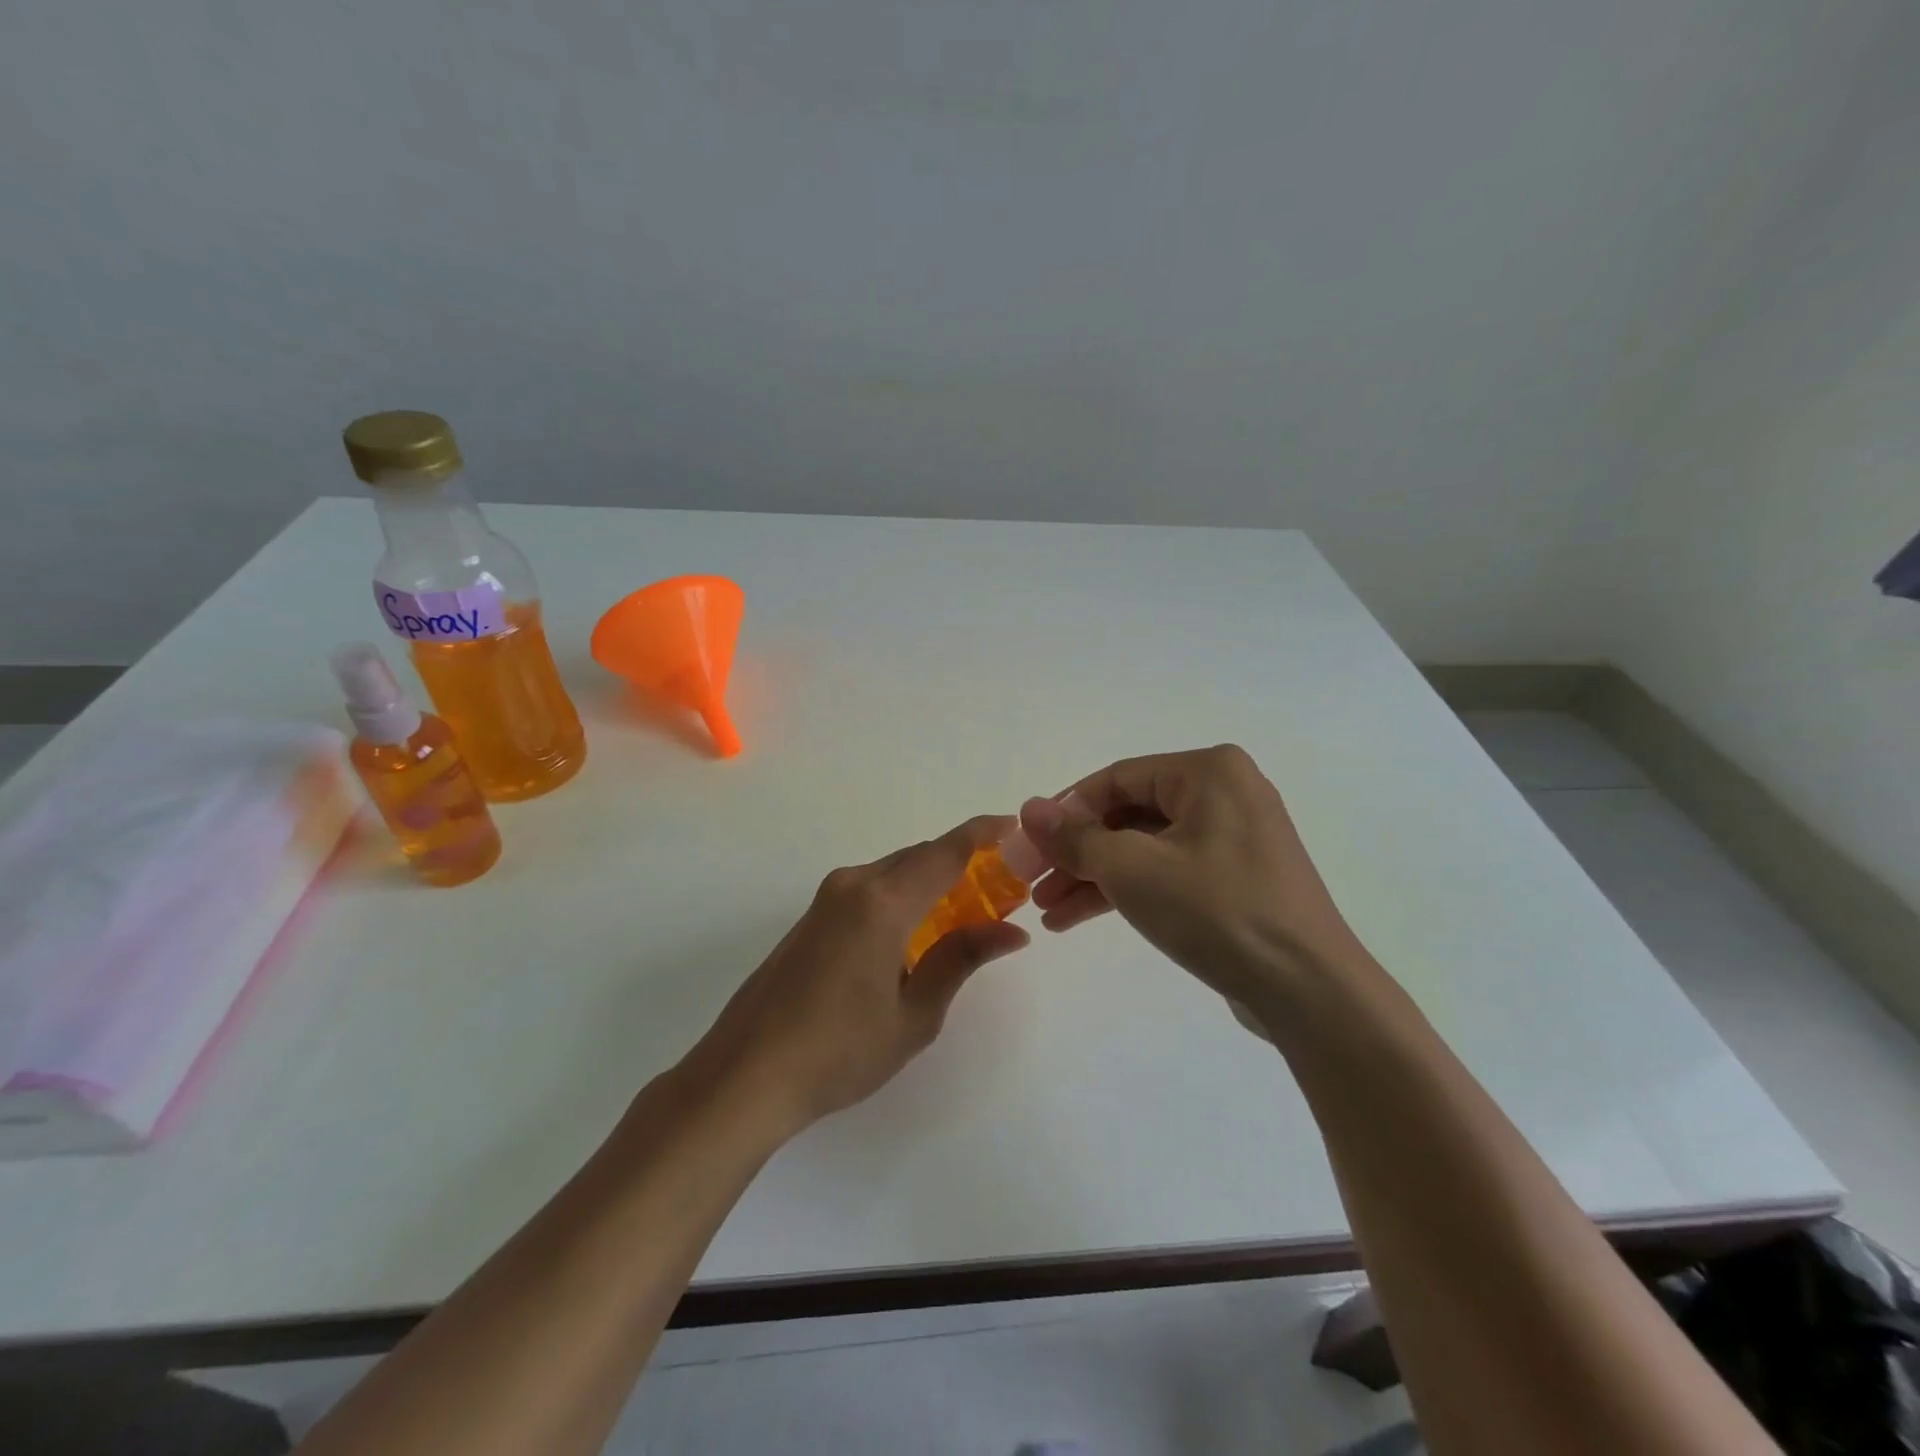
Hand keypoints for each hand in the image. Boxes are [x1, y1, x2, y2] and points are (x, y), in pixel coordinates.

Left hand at [683, 817, 1030, 1133]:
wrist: (746, 1074)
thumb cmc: (840, 1051)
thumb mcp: (915, 1014)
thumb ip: (961, 959)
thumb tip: (1011, 931)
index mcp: (883, 902)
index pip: (945, 852)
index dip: (982, 833)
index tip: (1014, 825)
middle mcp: (854, 885)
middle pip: (919, 857)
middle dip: (961, 862)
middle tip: (999, 886)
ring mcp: (826, 899)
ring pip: (893, 872)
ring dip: (929, 880)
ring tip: (963, 911)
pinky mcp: (811, 918)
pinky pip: (869, 889)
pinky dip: (902, 895)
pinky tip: (914, 931)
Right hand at [1018, 745, 1361, 1009]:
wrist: (1308, 991)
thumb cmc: (1217, 911)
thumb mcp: (1132, 869)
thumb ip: (1075, 837)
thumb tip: (1028, 809)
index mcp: (1208, 772)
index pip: (1116, 779)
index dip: (1065, 812)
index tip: (1028, 847)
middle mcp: (1223, 794)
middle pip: (1128, 814)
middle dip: (1077, 853)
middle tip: (1033, 884)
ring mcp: (1232, 838)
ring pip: (1144, 847)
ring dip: (1095, 877)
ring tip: (1049, 911)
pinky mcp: (1235, 879)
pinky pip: (1167, 872)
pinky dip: (1127, 891)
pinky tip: (1079, 919)